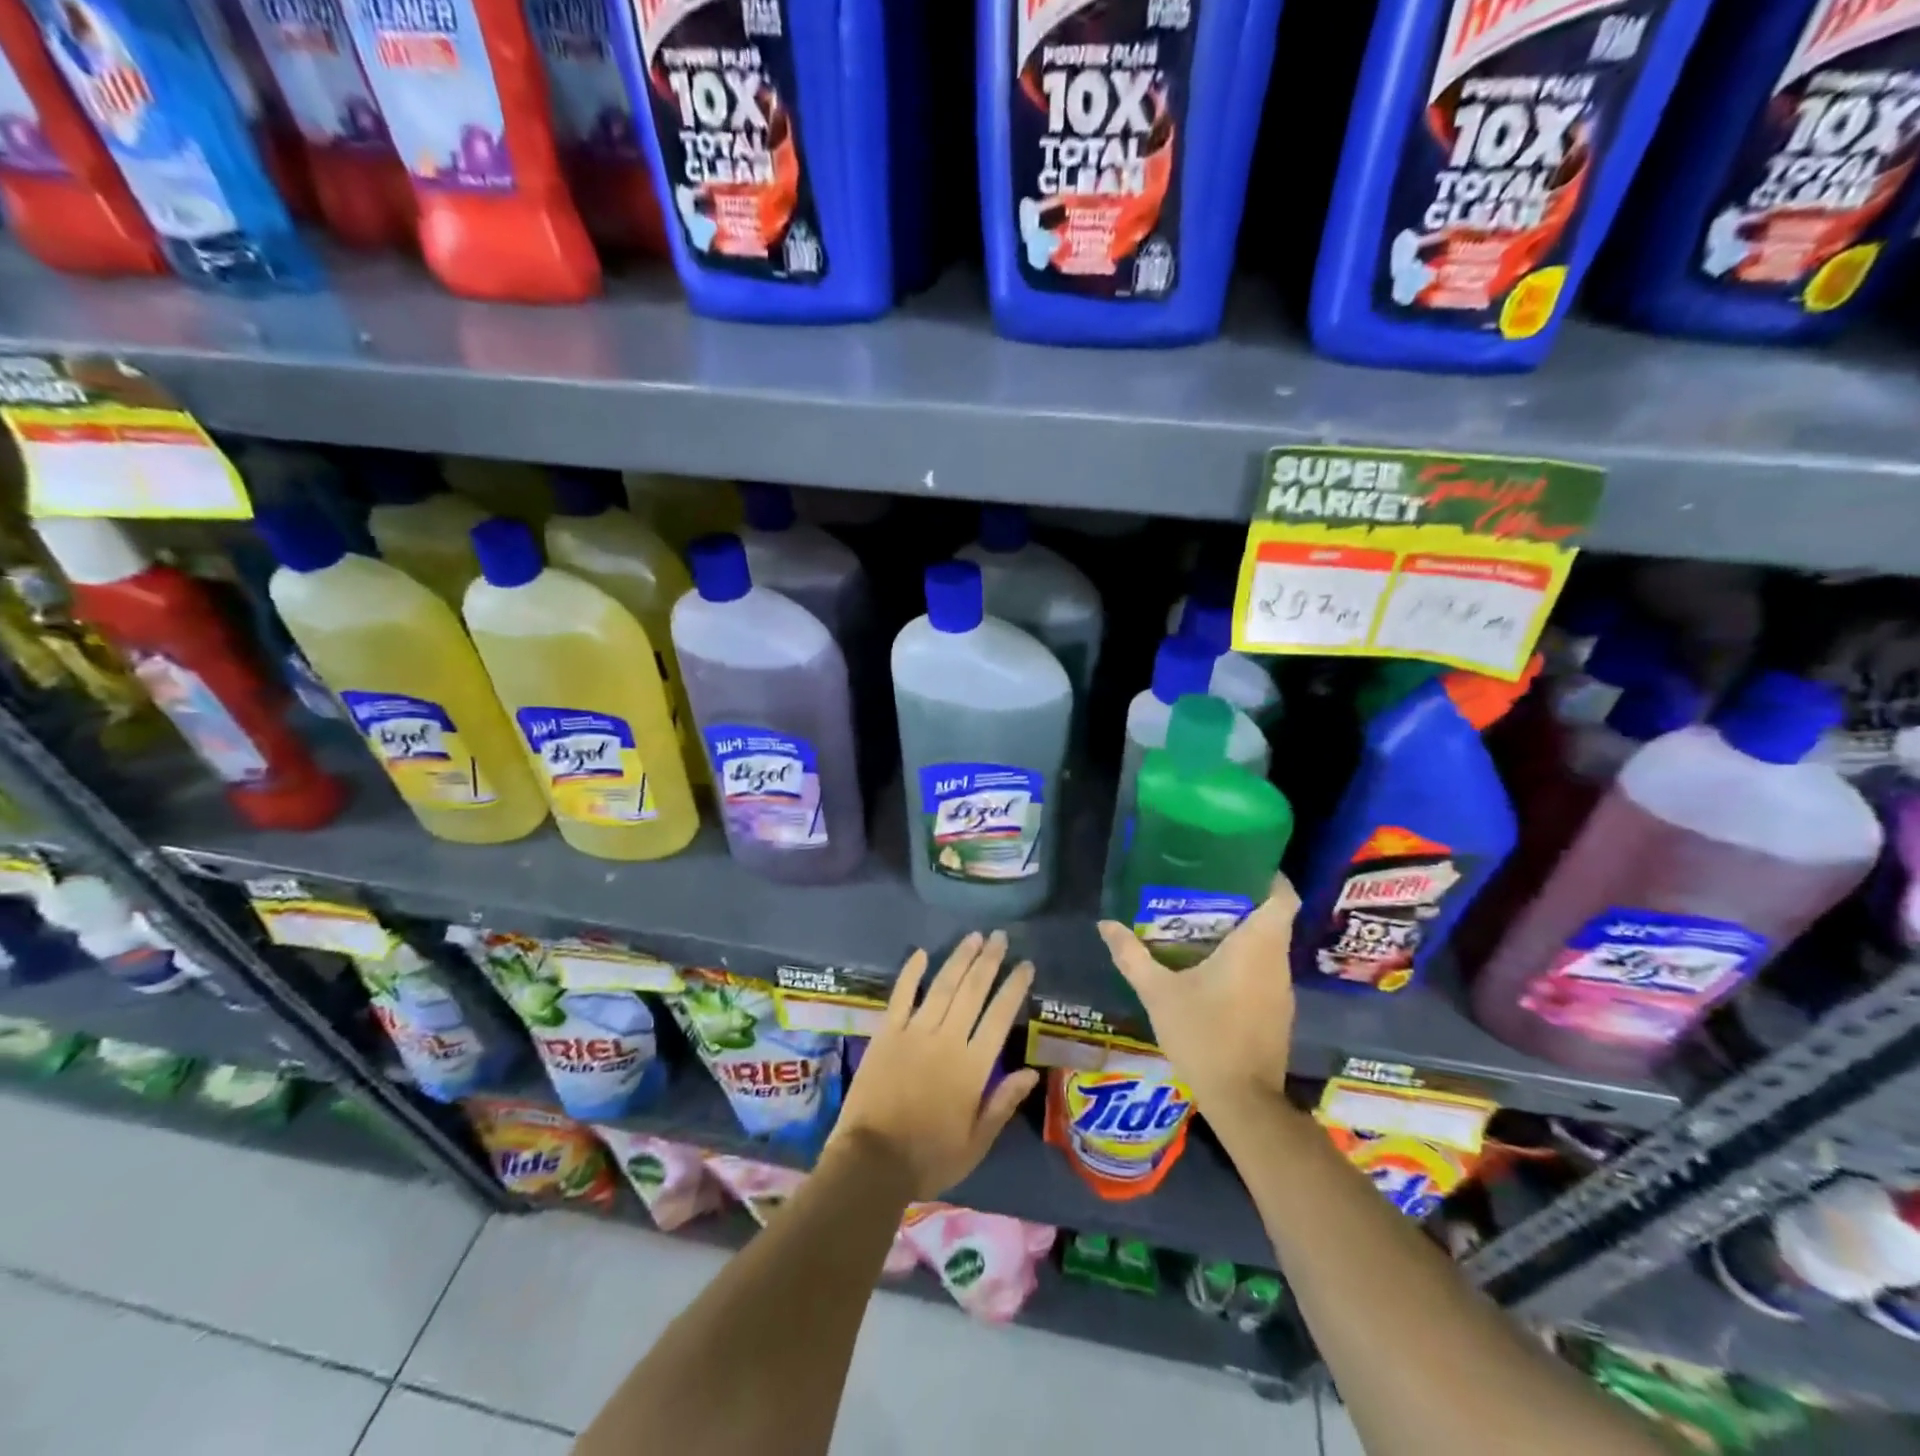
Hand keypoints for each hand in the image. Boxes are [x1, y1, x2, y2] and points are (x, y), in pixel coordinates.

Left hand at [830, 930, 1040, 1200]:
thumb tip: (1031, 1072)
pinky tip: (921, 953)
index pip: (1000, 1017)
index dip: (1014, 988)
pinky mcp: (886, 1033)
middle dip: (989, 961)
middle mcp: (947, 1040)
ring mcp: (914, 1033)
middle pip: (972, 991)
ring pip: (942, 986)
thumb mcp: (976, 1142)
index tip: (1026, 965)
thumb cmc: (929, 1157)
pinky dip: (911, 973)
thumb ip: (1002, 1103)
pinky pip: (901, 996)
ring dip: (959, 959)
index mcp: (973, 1067)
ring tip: (974, 937)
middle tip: (1000, 936)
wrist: (872, 1162)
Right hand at [1097, 874, 1299, 1109]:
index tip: (1242, 864)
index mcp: (1256, 947)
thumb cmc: (1204, 1036)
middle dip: (1245, 900)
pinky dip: (1245, 958)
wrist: (1242, 1101)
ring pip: (1269, 945)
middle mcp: (1276, 962)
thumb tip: (1105, 924)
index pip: (1283, 897)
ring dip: (1244, 931)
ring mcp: (1281, 989)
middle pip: (1274, 918)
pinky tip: (1212, 964)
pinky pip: (1265, 969)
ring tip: (1203, 920)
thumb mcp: (1159, 993)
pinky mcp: (1278, 1011)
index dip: (1270, 876)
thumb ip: (1132, 956)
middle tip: (1205, 888)